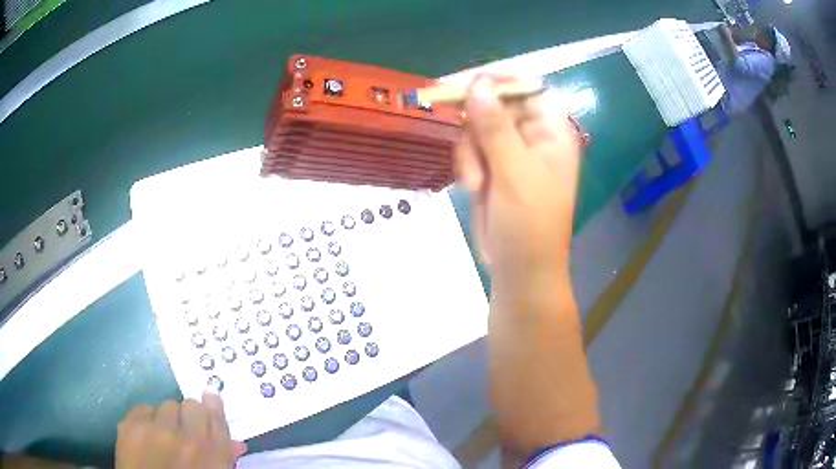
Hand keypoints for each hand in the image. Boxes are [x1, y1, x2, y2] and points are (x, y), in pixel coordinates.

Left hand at [116, 391, 246, 468]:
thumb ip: (224, 457)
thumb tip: (236, 442)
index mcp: (212, 455)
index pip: (216, 416)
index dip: (213, 407)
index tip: (210, 401)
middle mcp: (186, 439)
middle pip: (191, 405)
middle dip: (189, 416)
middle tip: (184, 430)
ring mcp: (155, 430)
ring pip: (166, 405)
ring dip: (168, 418)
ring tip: (163, 436)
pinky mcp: (131, 425)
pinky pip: (144, 408)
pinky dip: (147, 419)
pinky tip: (147, 435)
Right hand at [455, 77, 581, 291]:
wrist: (519, 268)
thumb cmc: (529, 223)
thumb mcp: (514, 173)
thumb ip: (495, 127)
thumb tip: (477, 84)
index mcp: (552, 132)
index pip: (527, 88)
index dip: (499, 81)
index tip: (466, 83)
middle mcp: (533, 136)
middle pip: (496, 104)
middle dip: (477, 125)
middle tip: (466, 143)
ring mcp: (511, 151)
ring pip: (477, 126)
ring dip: (469, 151)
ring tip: (475, 184)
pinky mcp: (492, 166)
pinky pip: (470, 147)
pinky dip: (466, 163)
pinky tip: (472, 187)